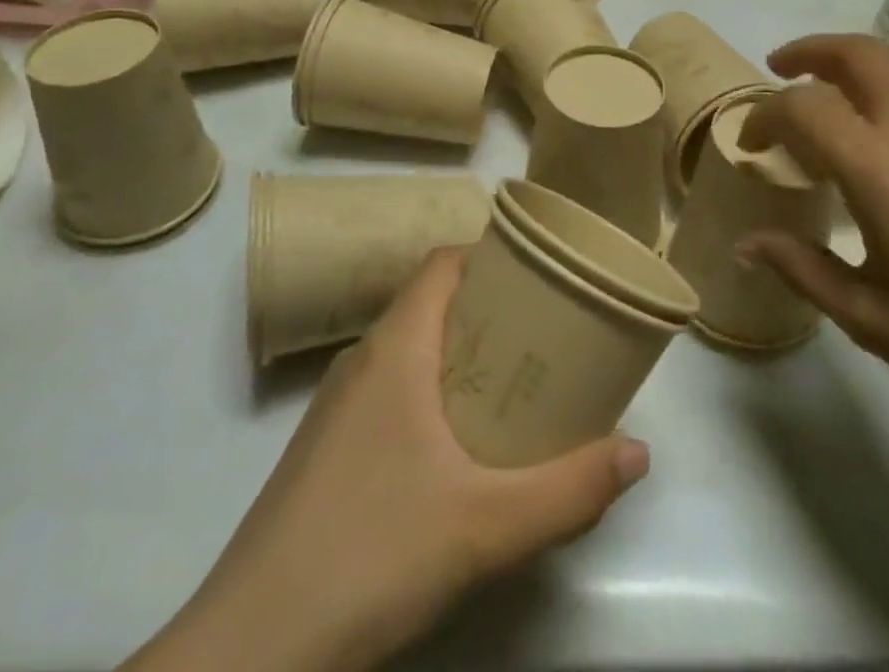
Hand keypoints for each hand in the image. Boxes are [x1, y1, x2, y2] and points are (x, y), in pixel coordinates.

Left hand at [127, 249, 648, 671]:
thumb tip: (639, 453)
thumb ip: (569, 489)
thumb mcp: (486, 525)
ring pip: (410, 351)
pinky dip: (431, 395)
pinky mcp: (327, 450)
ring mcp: (338, 407)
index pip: (443, 264)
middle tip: (547, 336)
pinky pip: (390, 392)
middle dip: (490, 312)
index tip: (542, 276)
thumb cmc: (371, 554)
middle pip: (432, 304)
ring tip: (516, 386)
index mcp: (394, 347)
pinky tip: (460, 450)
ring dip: (461, 357)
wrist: (248, 651)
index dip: (491, 257)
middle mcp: (362, 361)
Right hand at [739, 35, 888, 450]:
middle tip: (780, 71)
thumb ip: (802, 269)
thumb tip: (746, 244)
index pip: (801, 107)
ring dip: (862, 54)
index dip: (763, 115)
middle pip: (856, 53)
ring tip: (838, 79)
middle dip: (810, 52)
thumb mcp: (872, 318)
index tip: (749, 144)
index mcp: (876, 166)